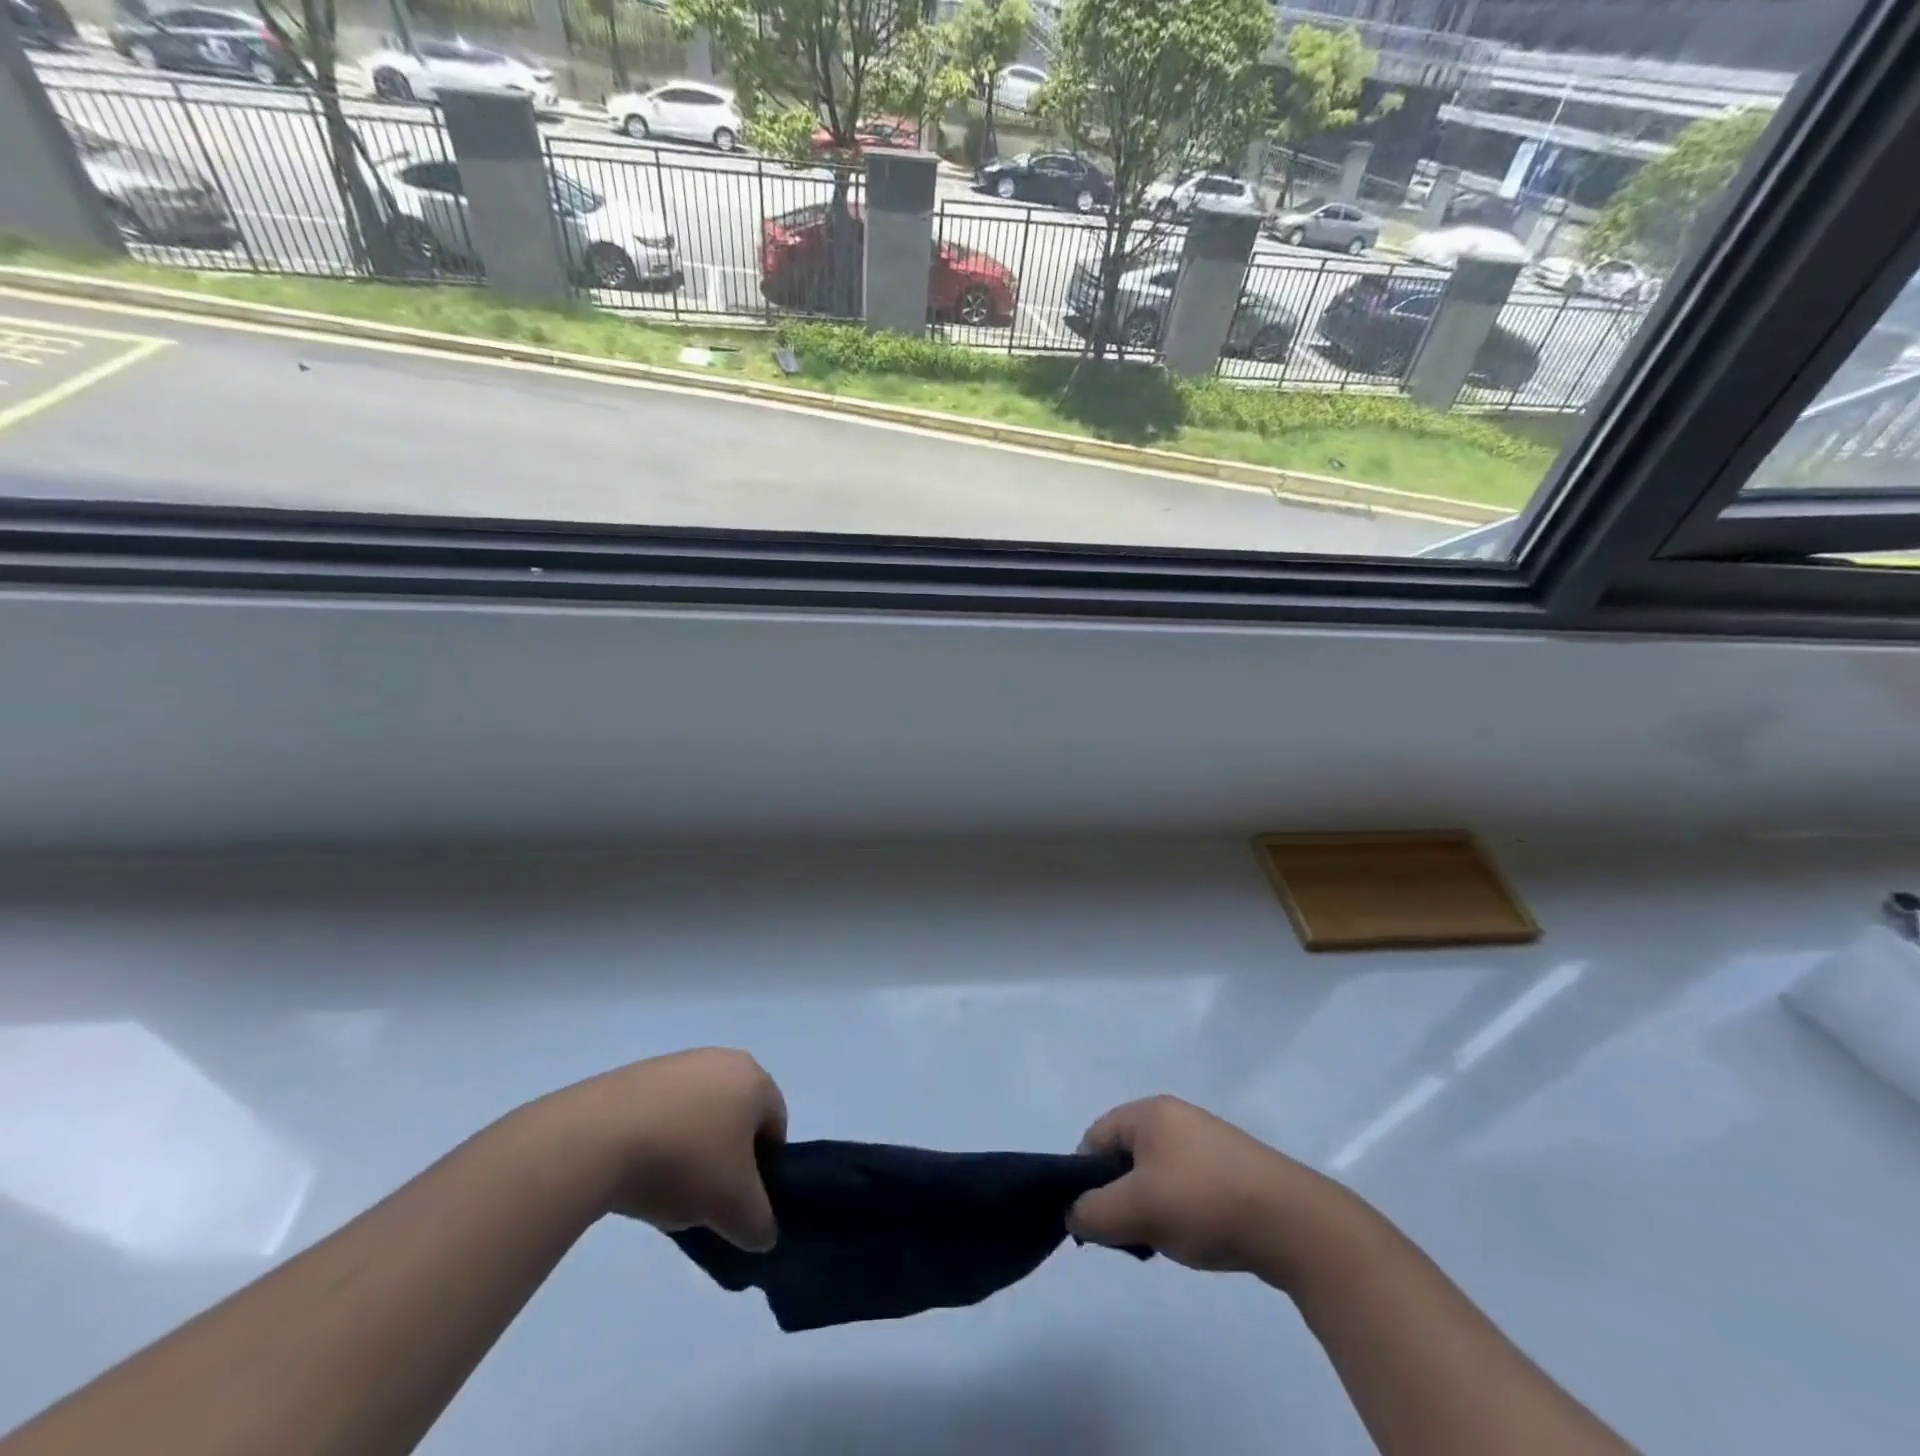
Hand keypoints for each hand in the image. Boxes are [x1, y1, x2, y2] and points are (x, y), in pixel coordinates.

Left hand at [545, 1048, 785, 1251]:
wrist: (595, 1139)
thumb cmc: (683, 1163)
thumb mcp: (734, 1209)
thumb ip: (760, 1223)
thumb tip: (761, 1232)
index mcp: (754, 1079)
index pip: (776, 1126)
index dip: (764, 1170)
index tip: (738, 1200)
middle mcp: (721, 1059)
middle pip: (736, 1118)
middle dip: (725, 1159)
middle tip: (703, 1197)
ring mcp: (676, 1063)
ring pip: (697, 1116)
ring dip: (689, 1151)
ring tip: (662, 1189)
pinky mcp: (635, 1075)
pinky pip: (661, 1113)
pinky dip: (656, 1141)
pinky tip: (634, 1172)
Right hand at [1067, 1095, 1336, 1277]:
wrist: (1293, 1222)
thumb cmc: (1204, 1203)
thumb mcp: (1137, 1210)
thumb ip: (1093, 1212)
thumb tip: (1074, 1214)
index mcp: (1149, 1112)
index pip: (1094, 1138)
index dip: (1083, 1179)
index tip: (1093, 1222)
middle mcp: (1174, 1117)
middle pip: (1123, 1156)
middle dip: (1118, 1197)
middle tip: (1128, 1236)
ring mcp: (1205, 1141)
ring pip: (1153, 1174)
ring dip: (1147, 1208)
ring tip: (1162, 1242)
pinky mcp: (1229, 1167)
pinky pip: (1184, 1184)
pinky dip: (1177, 1210)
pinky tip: (1191, 1238)